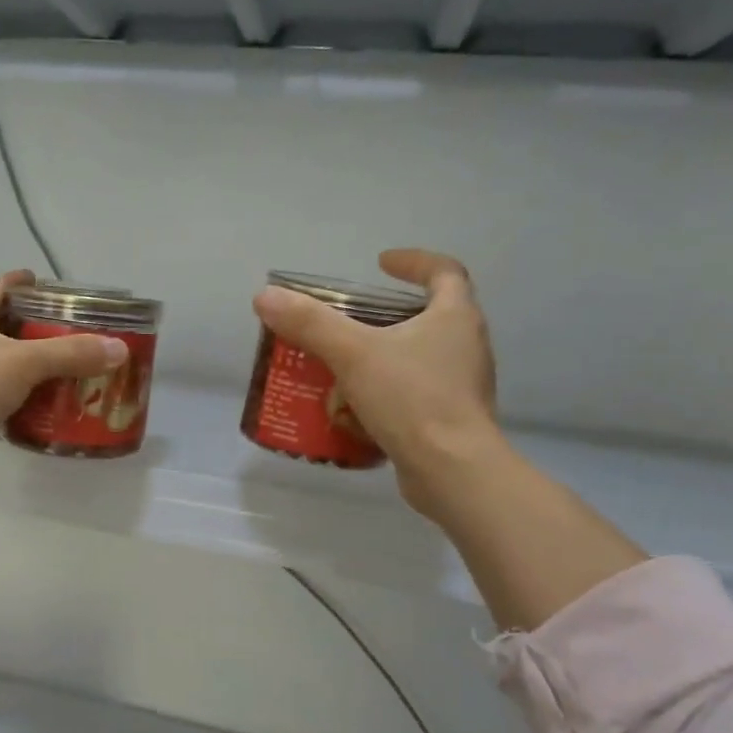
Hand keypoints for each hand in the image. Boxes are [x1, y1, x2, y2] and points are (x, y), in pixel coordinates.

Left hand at [0, 270, 125, 494]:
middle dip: (35, 330)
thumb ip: (71, 354)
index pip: (0, 288)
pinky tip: (44, 401)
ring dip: (28, 365)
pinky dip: (18, 394)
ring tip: (67, 366)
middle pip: (1, 325)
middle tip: (73, 333)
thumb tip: (119, 349)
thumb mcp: (23, 363)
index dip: (29, 287)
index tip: (58, 291)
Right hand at [254, 250, 502, 519]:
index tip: (380, 263)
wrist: (452, 471)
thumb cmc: (411, 399)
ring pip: (423, 357)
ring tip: (346, 363)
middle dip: (391, 313)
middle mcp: (467, 346)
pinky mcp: (452, 419)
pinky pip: (417, 393)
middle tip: (352, 318)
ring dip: (387, 354)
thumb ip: (310, 324)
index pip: (444, 272)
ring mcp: (463, 385)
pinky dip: (389, 391)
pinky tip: (357, 406)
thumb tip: (265, 296)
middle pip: (433, 314)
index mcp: (456, 317)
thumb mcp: (353, 354)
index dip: (414, 261)